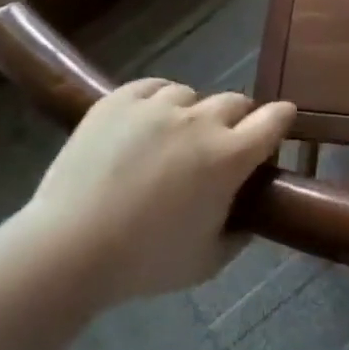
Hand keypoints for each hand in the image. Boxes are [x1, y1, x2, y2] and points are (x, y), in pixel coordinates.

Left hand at [21, 80, 294, 299]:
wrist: (67, 250)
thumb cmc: (144, 263)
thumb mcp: (208, 261)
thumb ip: (240, 234)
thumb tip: (251, 216)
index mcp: (229, 156)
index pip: (275, 118)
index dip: (281, 120)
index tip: (277, 126)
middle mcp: (200, 121)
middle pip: (235, 102)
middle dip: (237, 121)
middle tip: (219, 147)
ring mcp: (157, 106)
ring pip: (191, 95)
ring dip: (193, 113)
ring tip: (173, 138)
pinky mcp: (119, 100)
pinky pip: (153, 87)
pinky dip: (158, 100)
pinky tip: (147, 123)